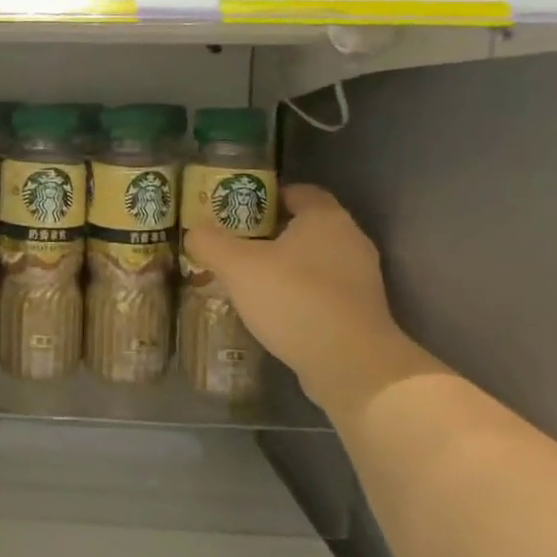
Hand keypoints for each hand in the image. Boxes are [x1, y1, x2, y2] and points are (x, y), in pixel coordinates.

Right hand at [184, 184, 439, 414]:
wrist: (351, 364)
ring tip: (248, 279)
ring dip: (285, 266)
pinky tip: (273, 309)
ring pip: (315, 260)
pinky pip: (323, 290)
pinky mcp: (361, 312)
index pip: (299, 192)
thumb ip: (210, 242)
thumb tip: (194, 231)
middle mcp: (350, 241)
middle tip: (235, 243)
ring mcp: (361, 279)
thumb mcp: (237, 266)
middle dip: (271, 232)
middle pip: (306, 226)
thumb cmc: (294, 299)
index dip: (268, 195)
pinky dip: (299, 293)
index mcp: (326, 219)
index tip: (239, 208)